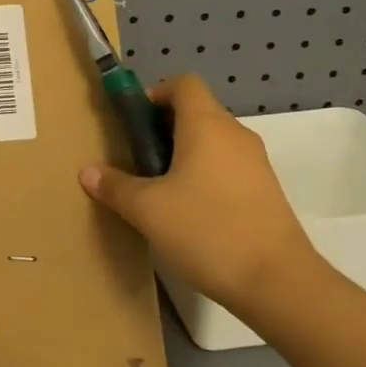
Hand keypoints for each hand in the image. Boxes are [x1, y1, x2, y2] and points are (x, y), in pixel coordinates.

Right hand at [79, 75, 325, 316]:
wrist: (278, 283)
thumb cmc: (206, 230)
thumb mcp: (147, 210)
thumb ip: (115, 186)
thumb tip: (87, 171)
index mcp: (207, 125)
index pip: (183, 83)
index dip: (155, 93)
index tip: (133, 122)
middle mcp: (235, 135)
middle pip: (197, 112)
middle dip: (163, 128)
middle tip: (137, 159)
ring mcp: (256, 164)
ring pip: (212, 143)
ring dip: (183, 155)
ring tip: (158, 190)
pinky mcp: (266, 192)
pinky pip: (227, 168)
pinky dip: (205, 177)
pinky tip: (188, 213)